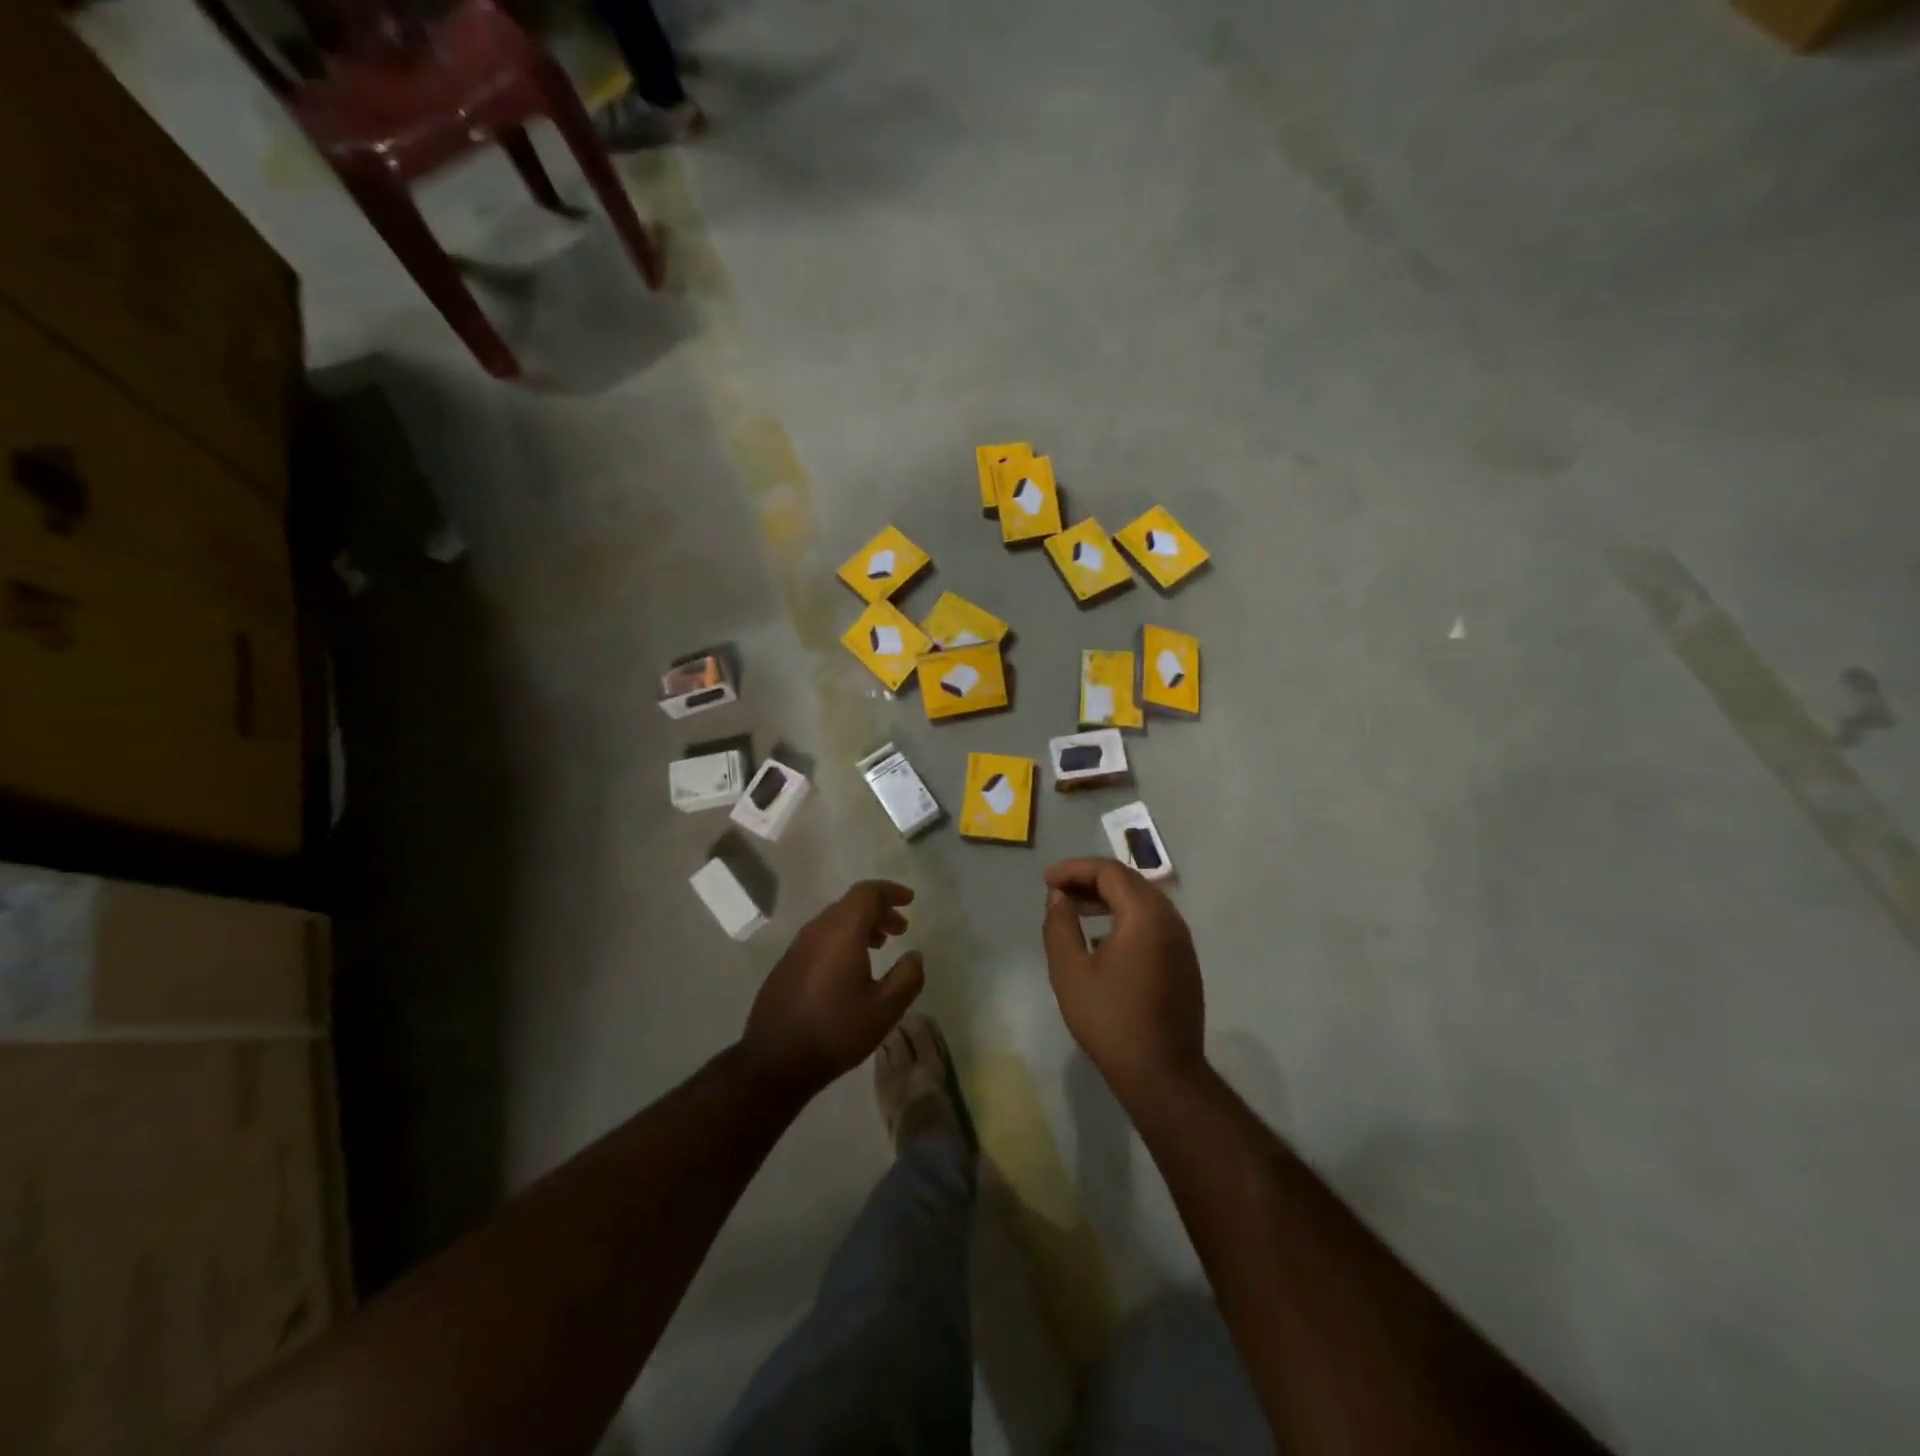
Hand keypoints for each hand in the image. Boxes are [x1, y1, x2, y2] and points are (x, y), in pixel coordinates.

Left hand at [743, 880, 925, 1093]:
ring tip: (880, 945)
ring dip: (860, 925)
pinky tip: (851, 967)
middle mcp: (817, 930)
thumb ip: (907, 977)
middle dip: (879, 910)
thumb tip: (915, 955)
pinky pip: (820, 938)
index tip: (909, 901)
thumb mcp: (885, 1009)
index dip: (890, 891)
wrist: (776, 1061)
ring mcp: (798, 946)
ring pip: (834, 921)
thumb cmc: (836, 1031)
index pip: (867, 892)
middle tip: (900, 929)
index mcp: (842, 932)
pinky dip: (842, 939)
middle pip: (851, 904)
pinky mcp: (787, 964)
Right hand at [1041, 858, 1204, 1102]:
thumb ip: (1060, 925)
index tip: (1047, 881)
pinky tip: (1102, 939)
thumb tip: (1060, 897)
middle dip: (1091, 880)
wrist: (1162, 1073)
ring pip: (1143, 902)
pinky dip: (1125, 917)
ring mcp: (1181, 941)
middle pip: (1129, 881)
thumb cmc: (1110, 1019)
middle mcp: (1170, 919)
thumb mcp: (1070, 970)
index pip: (1109, 871)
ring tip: (1076, 910)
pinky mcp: (1184, 961)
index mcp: (1145, 914)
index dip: (1075, 869)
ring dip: (1108, 898)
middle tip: (1058, 892)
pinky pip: (1153, 923)